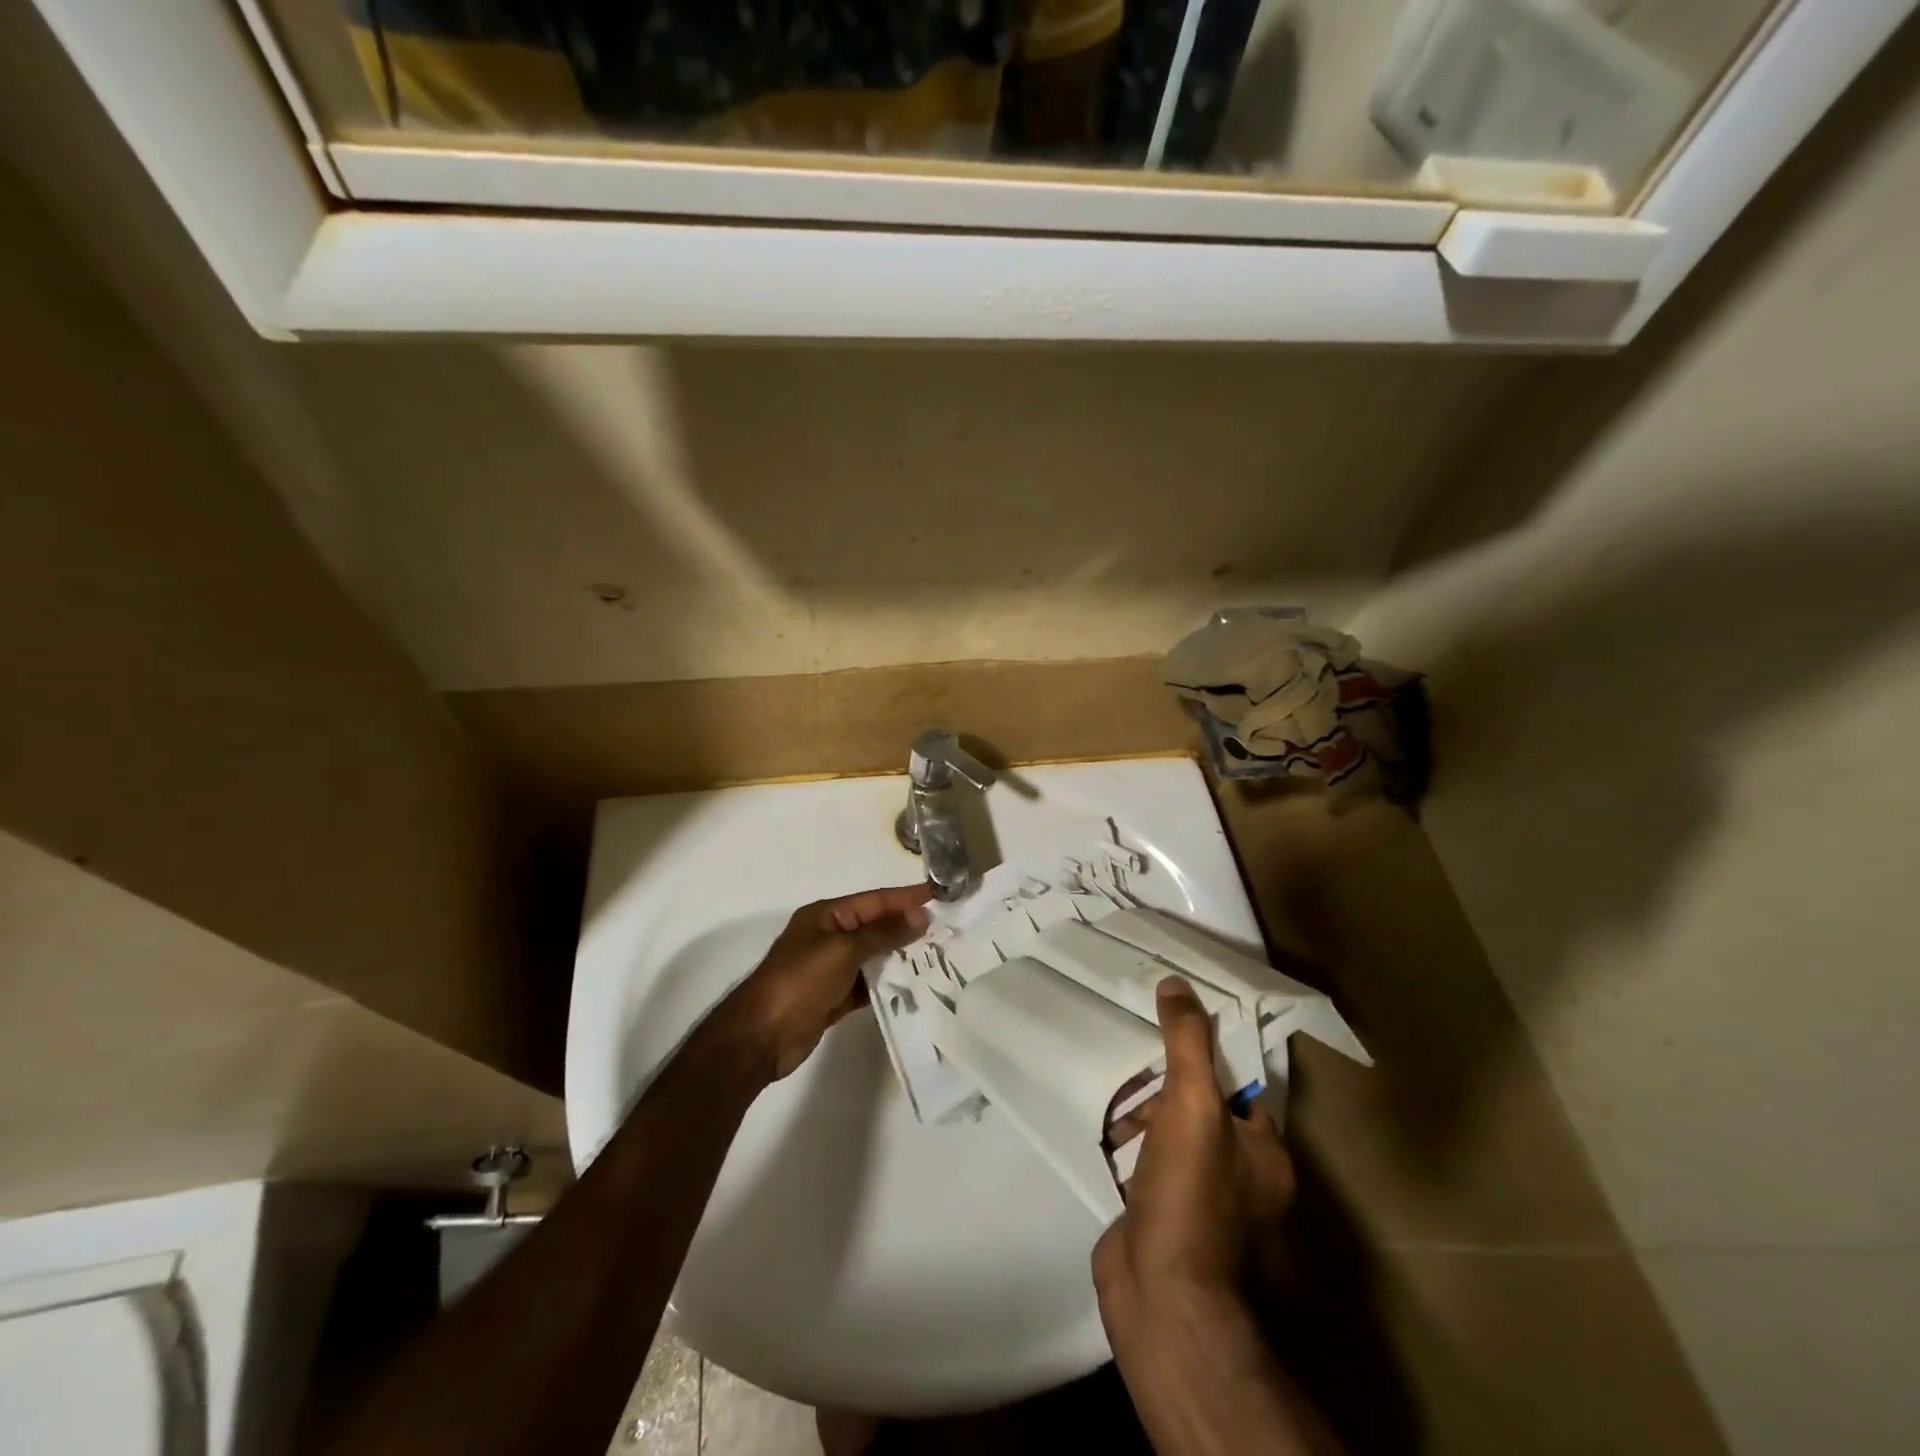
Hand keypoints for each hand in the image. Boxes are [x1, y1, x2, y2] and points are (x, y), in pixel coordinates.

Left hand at [724, 885, 931, 1081]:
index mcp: (826, 916)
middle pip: (876, 927)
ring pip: (874, 957)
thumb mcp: (843, 950)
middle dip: (908, 928)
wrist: (761, 1036)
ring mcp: (832, 969)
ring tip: (939, 958)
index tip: (939, 896)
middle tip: (948, 931)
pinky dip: (888, 986)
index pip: (874, 901)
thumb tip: (920, 915)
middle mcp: (830, 937)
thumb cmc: (800, 981)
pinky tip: (914, 988)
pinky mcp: (835, 997)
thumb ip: (883, 932)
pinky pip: (868, 985)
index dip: (906, 898)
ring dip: (902, 957)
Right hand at [1093, 976, 1295, 1325]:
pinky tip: (1098, 1120)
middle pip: (1199, 1107)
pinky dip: (1123, 1141)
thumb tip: (1177, 984)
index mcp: (1263, 1154)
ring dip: (1140, 1109)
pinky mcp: (1157, 1214)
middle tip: (1130, 1042)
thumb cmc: (1190, 1196)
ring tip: (1107, 1076)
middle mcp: (1237, 1177)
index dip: (1209, 1051)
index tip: (1173, 1019)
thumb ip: (1187, 1044)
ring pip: (1168, 1134)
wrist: (1161, 1299)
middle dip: (1165, 1079)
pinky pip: (1141, 1161)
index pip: (1240, 1086)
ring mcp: (1194, 1200)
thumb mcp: (1193, 1105)